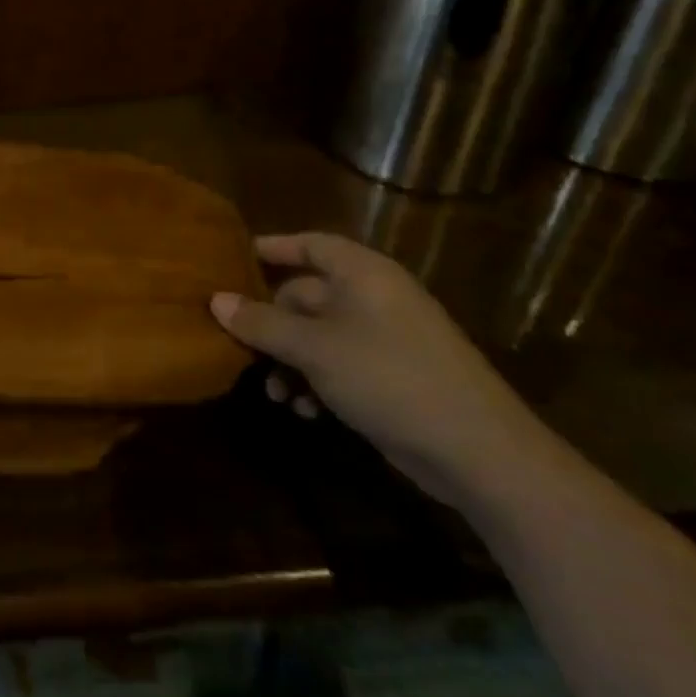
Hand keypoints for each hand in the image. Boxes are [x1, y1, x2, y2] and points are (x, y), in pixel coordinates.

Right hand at [211, 233, 552, 511]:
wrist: (480, 453)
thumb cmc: (389, 377)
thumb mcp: (315, 349)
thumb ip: (262, 323)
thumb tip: (215, 300)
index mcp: (362, 273)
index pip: (309, 244)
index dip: (272, 248)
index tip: (232, 260)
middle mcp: (374, 297)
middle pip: (307, 294)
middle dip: (271, 323)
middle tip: (238, 345)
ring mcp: (386, 339)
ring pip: (319, 336)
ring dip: (290, 361)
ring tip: (274, 392)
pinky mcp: (393, 377)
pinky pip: (341, 365)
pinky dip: (318, 382)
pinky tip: (305, 411)